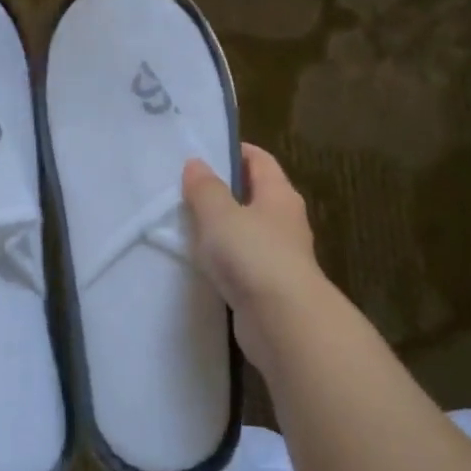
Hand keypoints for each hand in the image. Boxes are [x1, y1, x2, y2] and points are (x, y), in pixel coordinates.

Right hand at [183, 145, 323, 370]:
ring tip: (186, 223)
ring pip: (247, 230)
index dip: (235, 151)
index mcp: (279, 195)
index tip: (204, 151)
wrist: (282, 320)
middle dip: (224, 189)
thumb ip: (205, 189)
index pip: (259, 160)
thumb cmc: (253, 255)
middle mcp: (284, 221)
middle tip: (185, 187)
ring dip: (222, 227)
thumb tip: (196, 163)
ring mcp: (279, 255)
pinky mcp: (268, 286)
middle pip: (254, 195)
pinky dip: (224, 258)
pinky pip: (242, 261)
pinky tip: (201, 262)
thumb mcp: (220, 215)